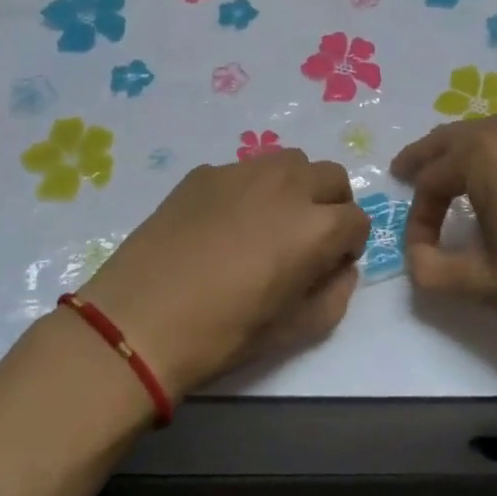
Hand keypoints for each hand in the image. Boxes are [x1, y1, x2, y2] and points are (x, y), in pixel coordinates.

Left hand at [83, 150, 369, 400]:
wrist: (138, 321)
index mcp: (314, 227)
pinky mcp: (204, 173)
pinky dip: (251, 188)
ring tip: (270, 221)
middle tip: (307, 238)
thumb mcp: (294, 331)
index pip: (358, 219)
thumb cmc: (221, 334)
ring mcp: (241, 172)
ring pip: (290, 161)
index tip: (330, 265)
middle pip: (332, 176)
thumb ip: (334, 294)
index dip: (350, 245)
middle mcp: (286, 186)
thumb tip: (341, 268)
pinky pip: (244, 169)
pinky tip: (223, 223)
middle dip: (331, 205)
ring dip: (295, 187)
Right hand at [390, 117, 496, 355]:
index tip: (418, 252)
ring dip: (467, 152)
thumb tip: (414, 259)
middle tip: (407, 172)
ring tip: (454, 175)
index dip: (418, 216)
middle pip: (458, 137)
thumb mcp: (481, 284)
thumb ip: (432, 270)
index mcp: (486, 155)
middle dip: (430, 157)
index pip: (433, 178)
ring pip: (495, 135)